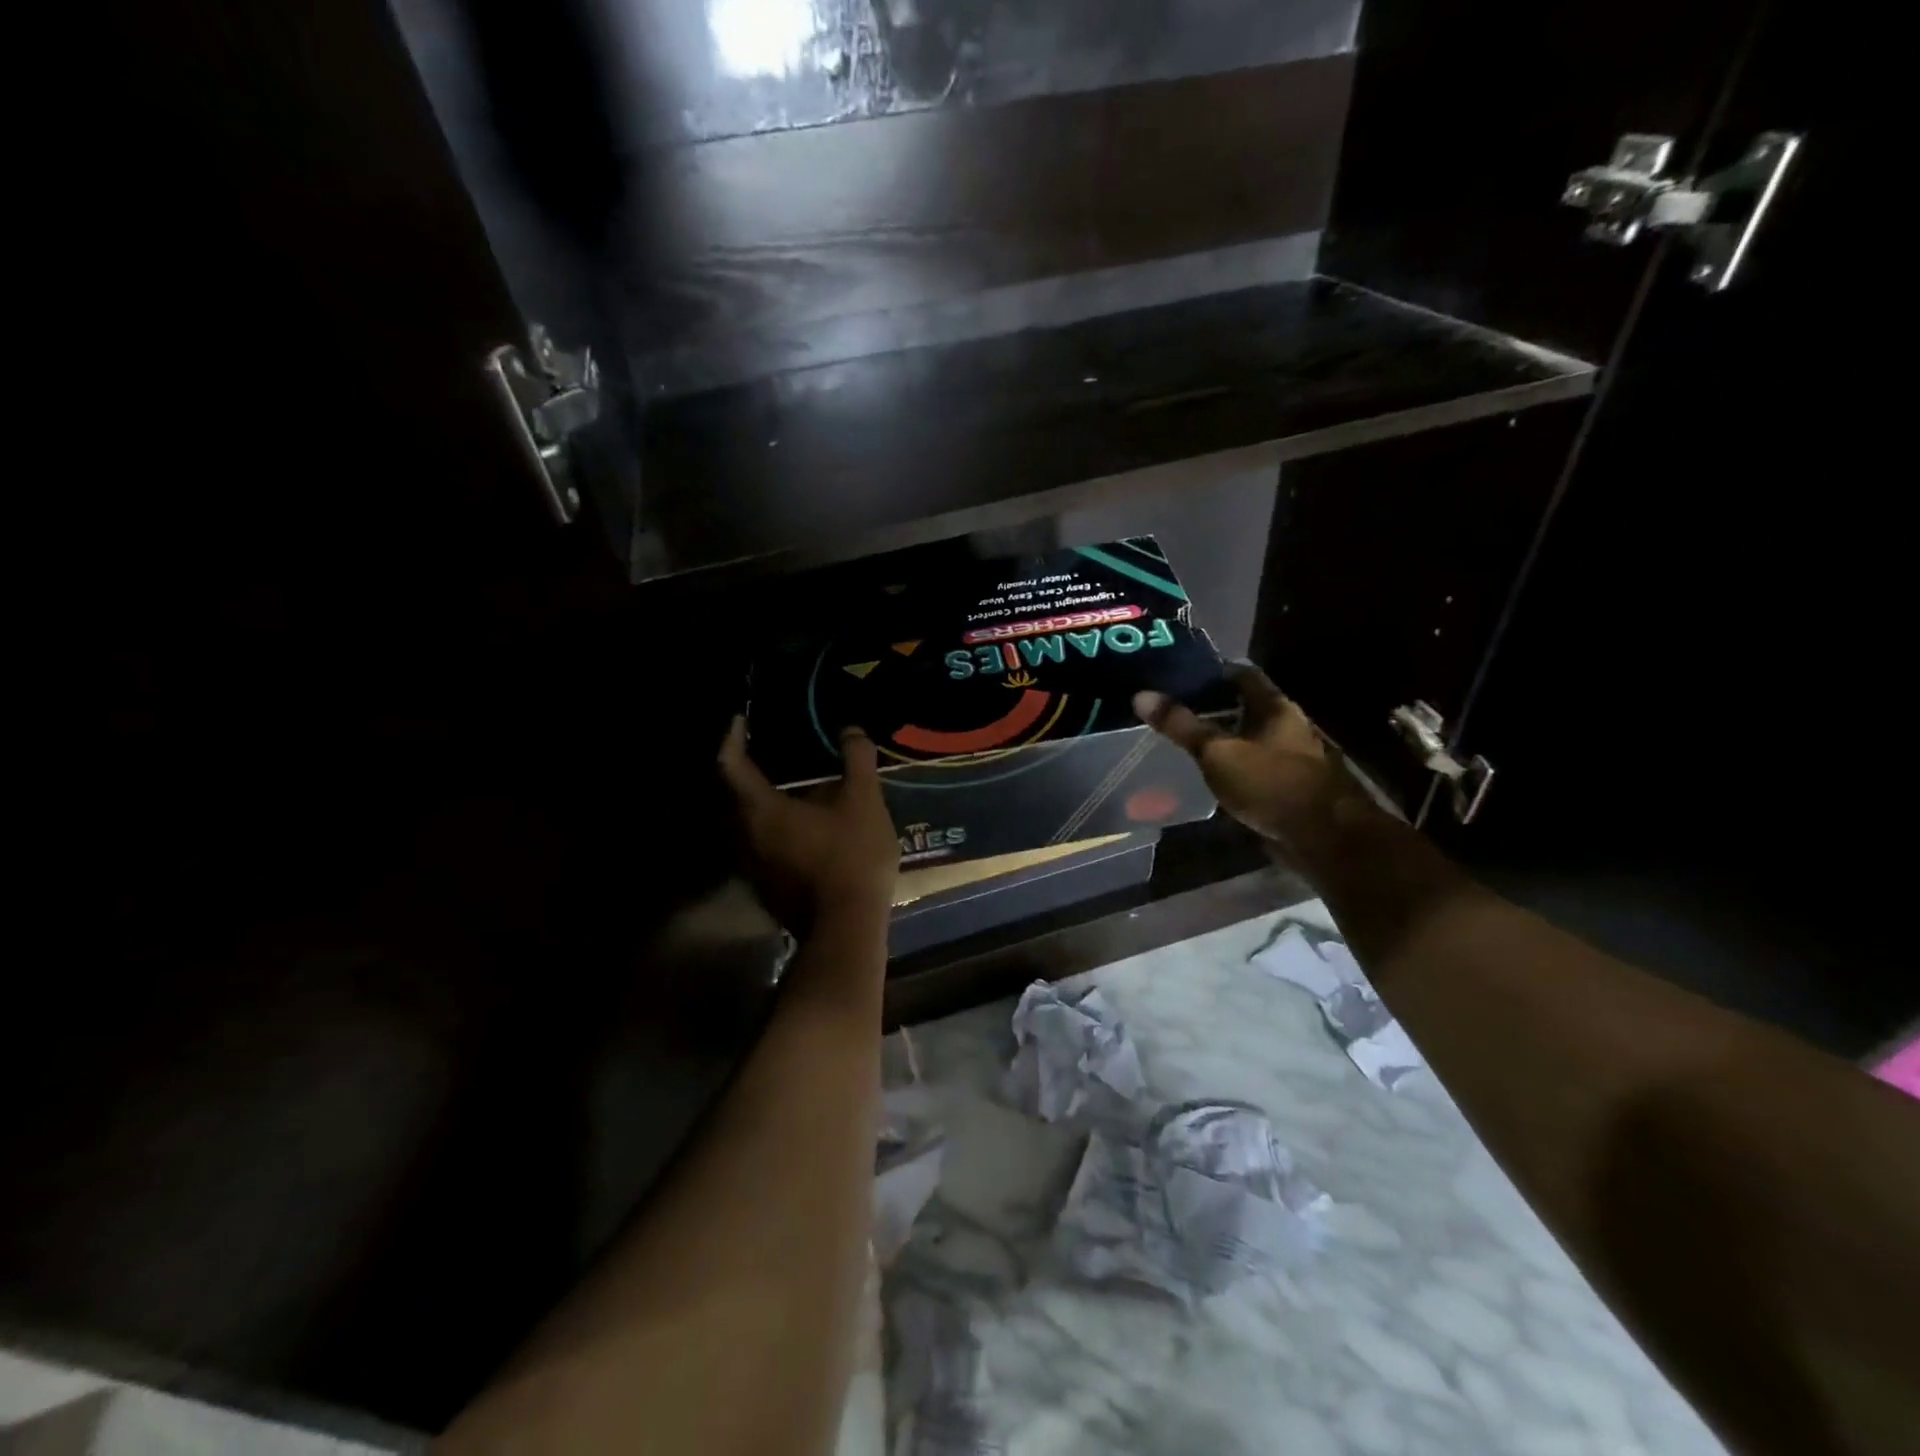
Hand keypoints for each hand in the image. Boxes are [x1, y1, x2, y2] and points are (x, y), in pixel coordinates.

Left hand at [717, 715, 899, 931]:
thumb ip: (856, 760)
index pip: (731, 764)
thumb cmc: (851, 856)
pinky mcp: (767, 889)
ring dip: (759, 803)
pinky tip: (800, 827)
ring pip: (746, 825)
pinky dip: (772, 828)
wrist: (847, 928)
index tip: (740, 720)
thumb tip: (851, 730)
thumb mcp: (864, 801)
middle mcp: (745, 837)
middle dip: (744, 771)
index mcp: (760, 810)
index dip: (732, 738)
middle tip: (765, 750)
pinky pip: (760, 847)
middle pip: (732, 796)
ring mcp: (753, 868)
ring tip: (786, 787)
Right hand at [1133, 663, 1345, 842]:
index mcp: (1276, 708)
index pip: (1242, 675)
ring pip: (1250, 738)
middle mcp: (1287, 726)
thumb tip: (1141, 695)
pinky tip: (1210, 775)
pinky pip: (1253, 767)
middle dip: (1214, 707)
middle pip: (1247, 707)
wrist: (1323, 838)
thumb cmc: (1271, 784)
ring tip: (1186, 741)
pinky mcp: (1287, 786)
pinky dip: (1233, 766)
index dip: (1213, 672)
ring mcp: (1290, 758)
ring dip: (1224, 738)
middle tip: (1175, 710)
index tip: (1180, 677)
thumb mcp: (1218, 752)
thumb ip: (1182, 726)